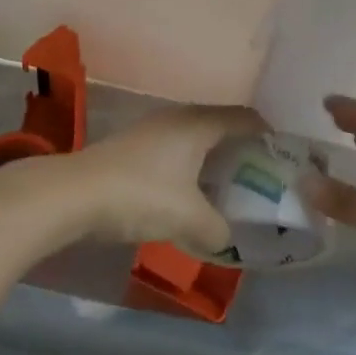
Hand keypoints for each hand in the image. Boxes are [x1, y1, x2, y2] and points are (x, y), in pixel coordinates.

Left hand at [59, 103, 265, 251]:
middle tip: (258, 173)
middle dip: (240, 146)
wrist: (73, 195)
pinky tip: (188, 192)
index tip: (282, 152)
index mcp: (197, 125)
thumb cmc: (140, 195)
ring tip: (226, 185)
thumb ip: (217, 229)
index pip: (242, 117)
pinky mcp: (132, 147)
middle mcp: (177, 118)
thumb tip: (227, 237)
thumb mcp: (188, 219)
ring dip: (212, 158)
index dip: (265, 131)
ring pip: (194, 137)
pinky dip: (189, 166)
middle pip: (219, 124)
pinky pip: (174, 150)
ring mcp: (151, 130)